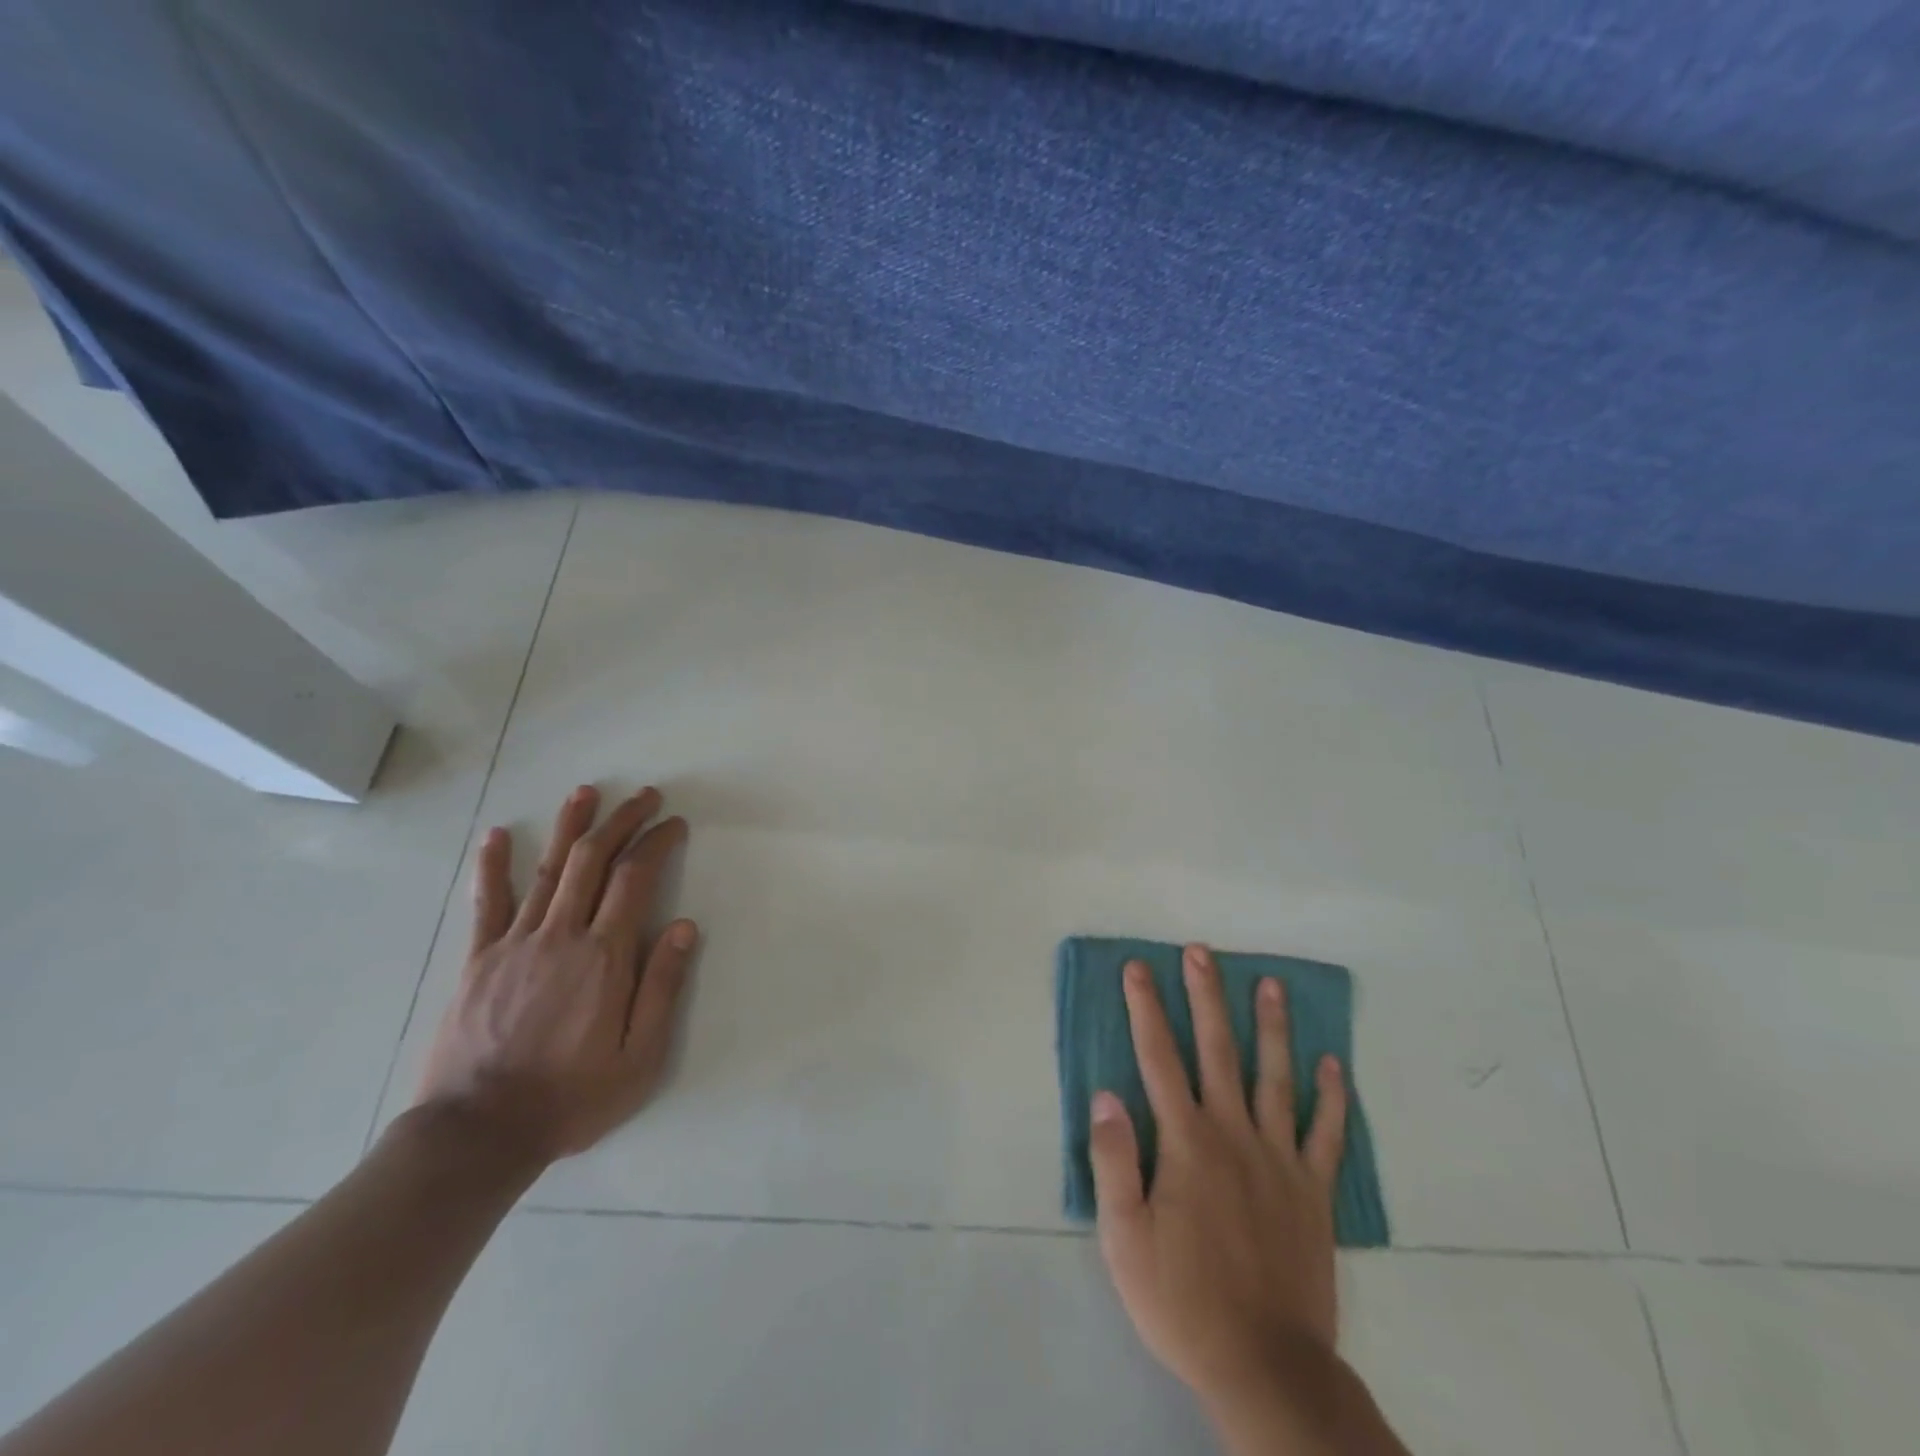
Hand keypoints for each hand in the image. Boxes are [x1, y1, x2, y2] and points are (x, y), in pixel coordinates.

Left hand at [414, 784, 696, 1164]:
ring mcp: (515, 943)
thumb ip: (662, 988)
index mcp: (604, 956)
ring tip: (587, 792)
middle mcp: (561, 935)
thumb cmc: (570, 1097)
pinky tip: (498, 834)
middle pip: (593, 860)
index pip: (636, 878)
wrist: (477, 1134)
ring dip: (570, 826)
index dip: (656, 842)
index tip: (673, 823)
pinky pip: (487, 904)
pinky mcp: (478, 960)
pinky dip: (493, 866)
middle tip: (644, 795)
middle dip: (622, 820)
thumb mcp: (639, 1057)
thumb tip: (686, 926)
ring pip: (547, 869)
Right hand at [1090, 944, 1348, 1409]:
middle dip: (1207, 996)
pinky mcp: (1313, 1190)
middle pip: (1218, 1050)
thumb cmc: (1182, 1300)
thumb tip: (1105, 1094)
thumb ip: (1114, 1160)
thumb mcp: (1124, 1238)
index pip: (1158, 1058)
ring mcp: (1279, 1159)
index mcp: (1186, 1142)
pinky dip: (1332, 1096)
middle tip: (1203, 952)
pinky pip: (1326, 1133)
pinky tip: (1333, 1064)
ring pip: (1276, 1077)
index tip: (1138, 968)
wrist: (1265, 1365)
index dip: (1146, 1008)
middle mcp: (1233, 1134)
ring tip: (1272, 984)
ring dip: (1272, 1027)